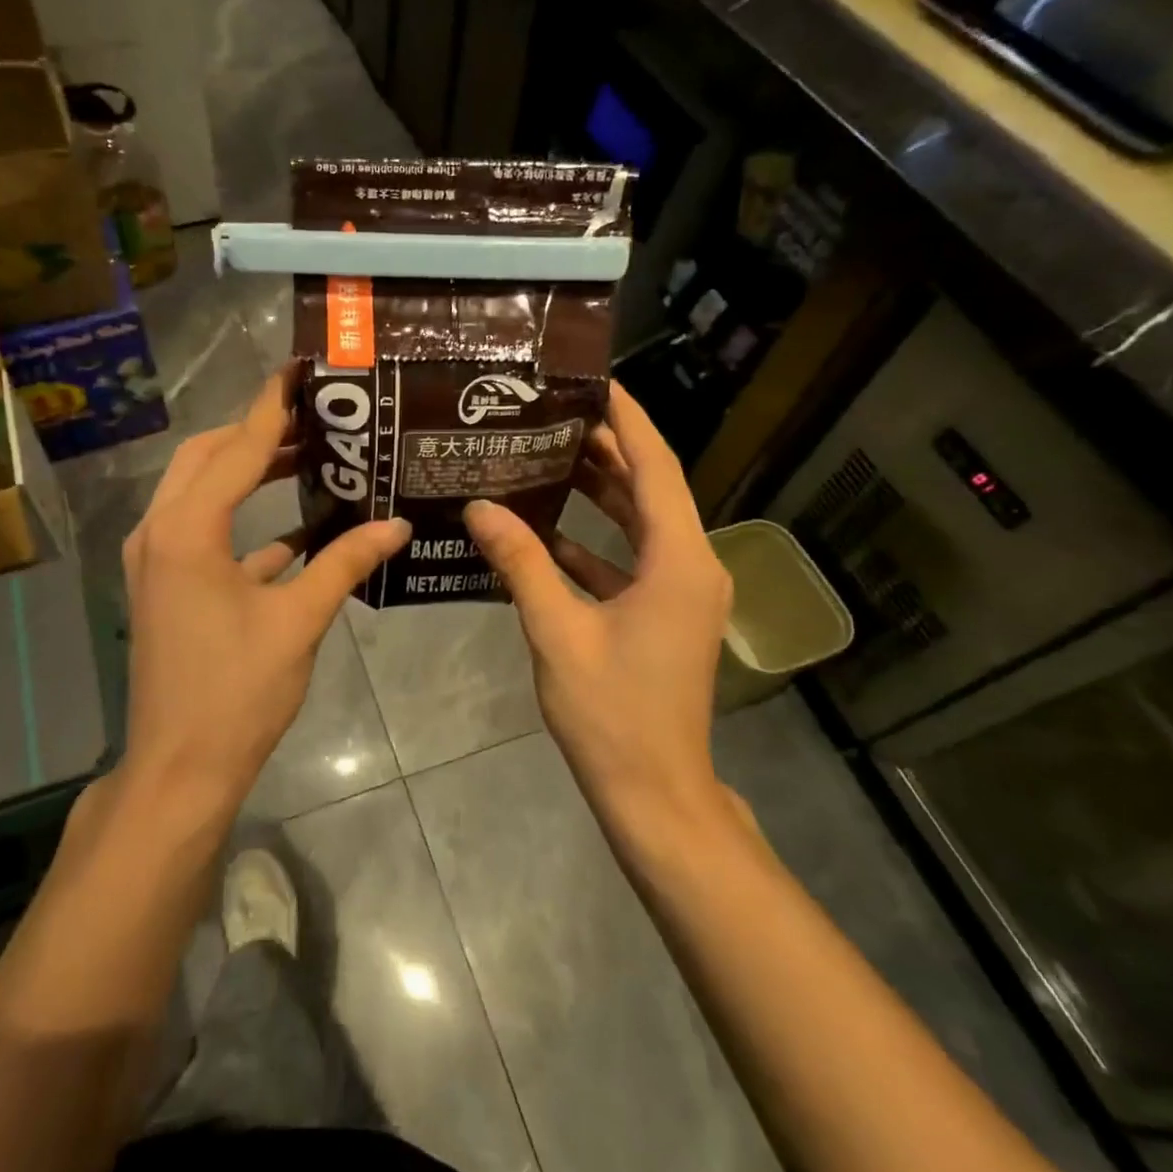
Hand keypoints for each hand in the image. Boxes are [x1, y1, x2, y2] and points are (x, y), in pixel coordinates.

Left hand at [118, 371, 409, 821]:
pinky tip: (295, 532)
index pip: (237, 448)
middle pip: (206, 457)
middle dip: (257, 434)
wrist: (181, 769)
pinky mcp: (166, 586)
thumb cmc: (238, 692)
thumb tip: (397, 525)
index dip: (272, 406)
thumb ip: (345, 563)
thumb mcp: (298, 621)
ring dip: (247, 473)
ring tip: (309, 459)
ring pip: (200, 492)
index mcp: (188, 530)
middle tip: (316, 420)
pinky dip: (243, 522)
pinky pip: (204, 534)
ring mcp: (157, 560)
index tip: (300, 369)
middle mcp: (160, 532)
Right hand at [463, 383, 736, 837]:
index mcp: (680, 560)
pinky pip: (629, 562)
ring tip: (544, 456)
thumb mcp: (557, 632)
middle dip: (604, 449)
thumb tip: (480, 508)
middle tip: (552, 412)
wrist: (654, 793)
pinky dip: (592, 544)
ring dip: (597, 494)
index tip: (595, 378)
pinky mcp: (664, 616)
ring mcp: (681, 593)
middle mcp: (692, 566)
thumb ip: (520, 564)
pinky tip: (544, 532)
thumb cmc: (612, 712)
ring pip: (638, 525)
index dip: (627, 418)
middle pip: (649, 489)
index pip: (655, 466)